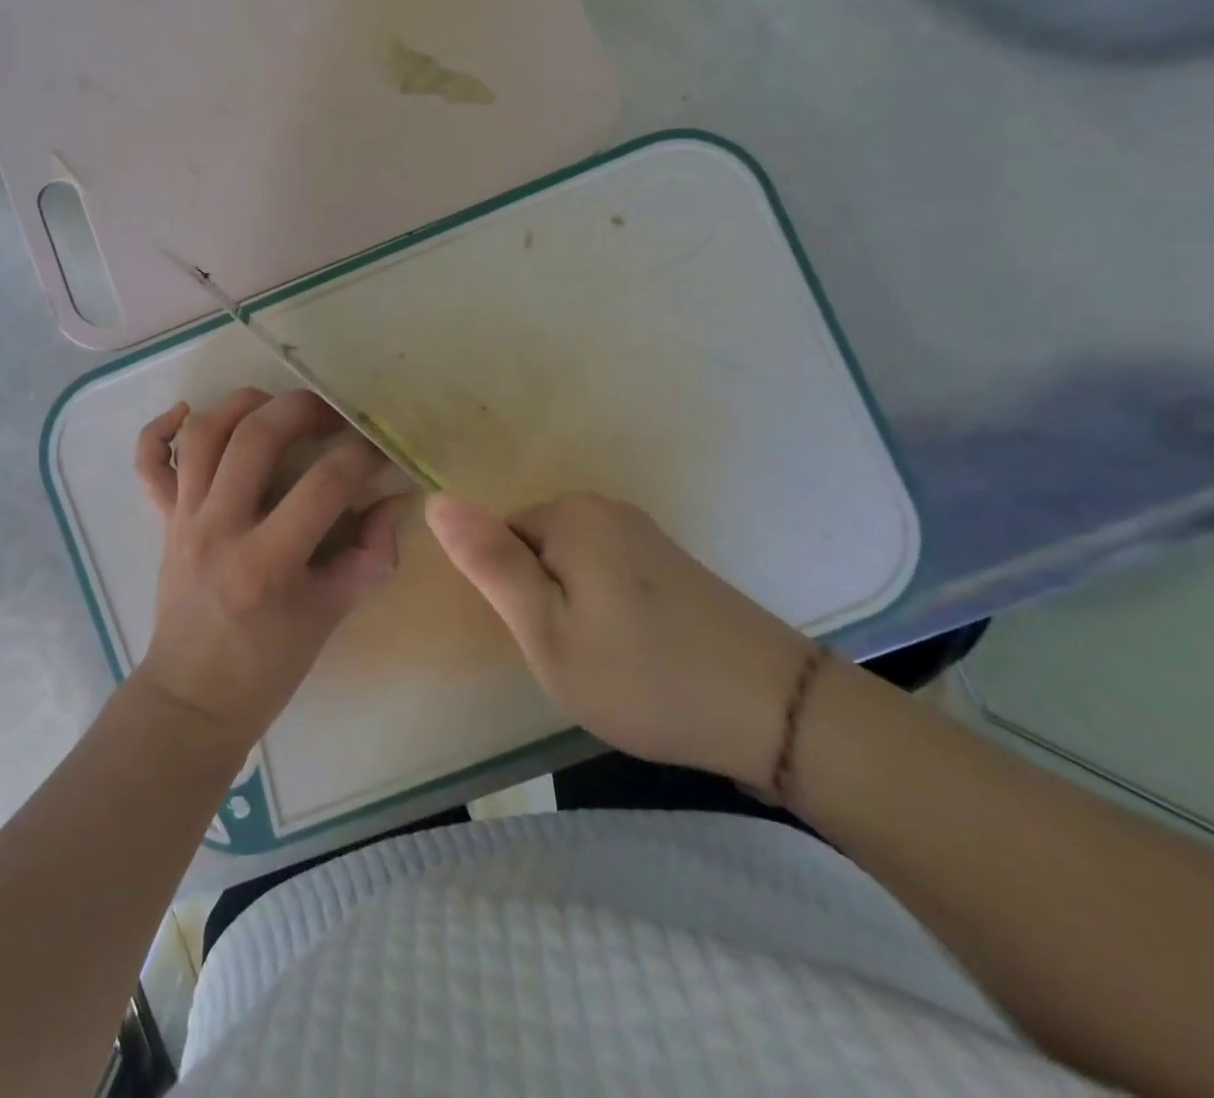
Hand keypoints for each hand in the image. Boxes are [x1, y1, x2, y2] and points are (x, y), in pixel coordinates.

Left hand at [130, 389, 403, 748]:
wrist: (192, 698)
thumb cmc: (266, 666)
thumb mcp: (330, 617)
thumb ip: (370, 557)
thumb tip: (393, 503)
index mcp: (269, 560)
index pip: (325, 483)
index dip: (361, 457)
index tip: (378, 454)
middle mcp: (220, 527)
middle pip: (256, 438)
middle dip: (302, 410)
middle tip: (330, 415)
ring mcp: (184, 520)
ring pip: (204, 435)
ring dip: (241, 404)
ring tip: (274, 405)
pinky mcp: (163, 522)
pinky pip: (148, 464)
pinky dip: (159, 429)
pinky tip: (187, 412)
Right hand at [425, 492, 813, 786]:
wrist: (776, 713)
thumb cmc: (642, 675)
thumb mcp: (546, 630)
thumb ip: (489, 563)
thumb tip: (436, 500)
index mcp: (570, 515)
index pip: (498, 540)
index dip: (512, 597)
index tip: (546, 640)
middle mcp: (607, 508)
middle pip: (535, 550)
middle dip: (542, 603)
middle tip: (576, 658)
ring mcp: (644, 534)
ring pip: (570, 569)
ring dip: (574, 611)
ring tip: (609, 662)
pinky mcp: (671, 563)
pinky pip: (607, 577)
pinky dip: (608, 614)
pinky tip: (640, 654)